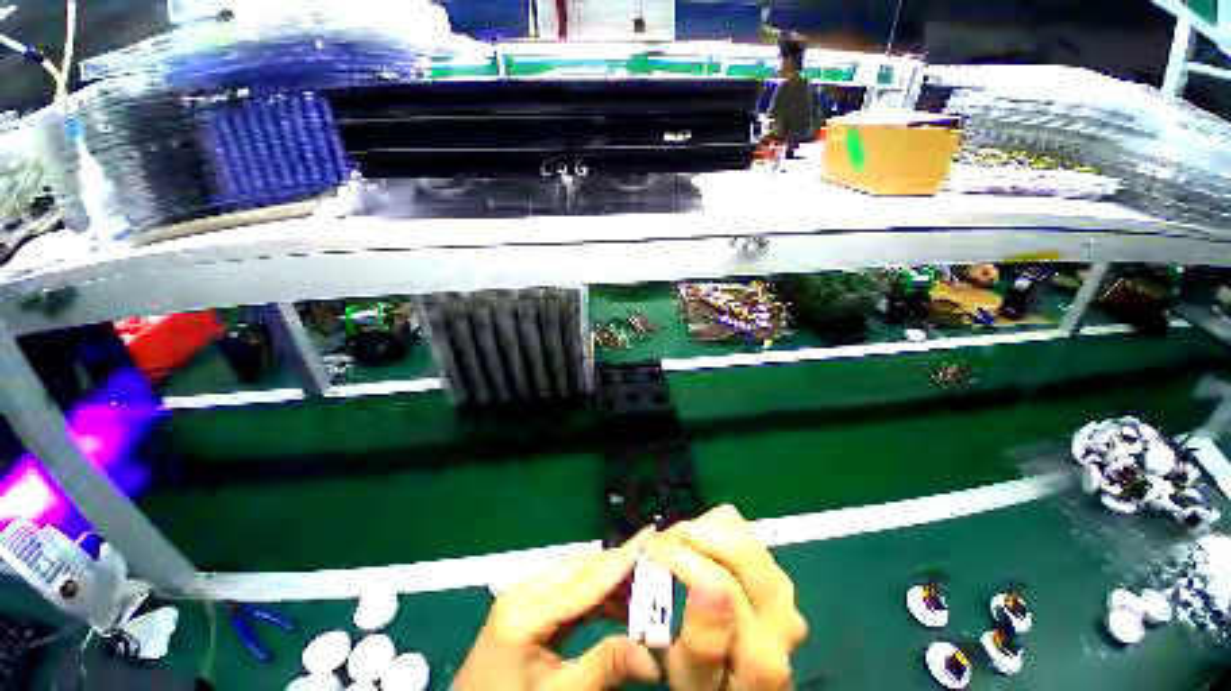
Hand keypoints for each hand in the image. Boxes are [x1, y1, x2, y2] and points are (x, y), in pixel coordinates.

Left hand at [455, 527, 660, 689]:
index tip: (651, 535)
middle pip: (581, 568)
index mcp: (525, 610)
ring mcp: (523, 594)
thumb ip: (604, 668)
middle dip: (619, 567)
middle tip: (655, 571)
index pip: (586, 578)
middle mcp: (524, 590)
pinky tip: (616, 603)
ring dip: (609, 580)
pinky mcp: (526, 604)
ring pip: (576, 573)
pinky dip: (594, 593)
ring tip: (643, 591)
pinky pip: (568, 589)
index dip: (622, 558)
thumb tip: (654, 658)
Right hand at [647, 505, 807, 690]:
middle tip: (660, 542)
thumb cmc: (709, 685)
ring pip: (743, 533)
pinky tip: (698, 542)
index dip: (680, 557)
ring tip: (676, 543)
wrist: (743, 682)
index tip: (648, 551)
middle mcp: (784, 618)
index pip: (721, 586)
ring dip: (703, 529)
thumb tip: (707, 589)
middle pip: (739, 550)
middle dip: (692, 534)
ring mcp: (785, 590)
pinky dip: (715, 525)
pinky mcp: (776, 569)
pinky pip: (744, 528)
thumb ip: (700, 644)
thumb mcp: (691, 678)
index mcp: (761, 657)